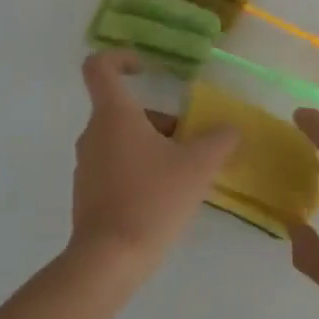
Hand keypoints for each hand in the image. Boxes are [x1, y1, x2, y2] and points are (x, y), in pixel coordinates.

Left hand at [69, 52, 239, 278]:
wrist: (109, 260)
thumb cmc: (152, 199)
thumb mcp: (197, 166)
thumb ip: (219, 140)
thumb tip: (231, 128)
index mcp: (114, 115)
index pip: (100, 66)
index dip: (121, 58)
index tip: (146, 68)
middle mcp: (93, 133)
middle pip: (123, 109)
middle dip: (159, 120)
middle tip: (190, 144)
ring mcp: (86, 165)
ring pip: (122, 139)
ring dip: (153, 146)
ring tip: (183, 175)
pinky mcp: (87, 193)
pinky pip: (115, 166)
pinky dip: (139, 170)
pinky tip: (164, 198)